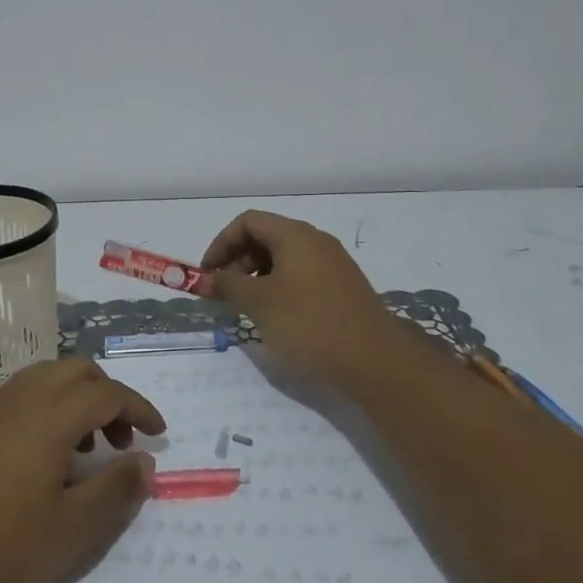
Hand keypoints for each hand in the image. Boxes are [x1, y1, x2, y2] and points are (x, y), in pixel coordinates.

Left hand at [0, 358, 165, 582]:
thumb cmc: (4, 548)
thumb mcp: (75, 529)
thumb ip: (116, 489)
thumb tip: (144, 461)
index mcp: (50, 414)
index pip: (109, 393)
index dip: (140, 409)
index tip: (158, 435)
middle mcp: (20, 397)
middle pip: (77, 371)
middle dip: (109, 396)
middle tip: (120, 441)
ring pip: (46, 378)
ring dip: (76, 400)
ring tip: (84, 451)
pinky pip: (20, 395)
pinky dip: (46, 407)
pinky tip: (42, 457)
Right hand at [198, 211, 402, 388]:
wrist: (374, 360)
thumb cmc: (309, 323)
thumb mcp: (259, 303)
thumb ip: (229, 285)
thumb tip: (209, 278)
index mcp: (295, 235)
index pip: (248, 222)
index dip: (221, 243)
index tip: (208, 274)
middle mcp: (316, 241)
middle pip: (266, 237)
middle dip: (238, 260)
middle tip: (225, 292)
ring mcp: (333, 264)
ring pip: (284, 258)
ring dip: (257, 276)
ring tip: (247, 307)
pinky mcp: (342, 288)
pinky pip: (301, 275)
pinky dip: (279, 287)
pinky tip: (276, 316)